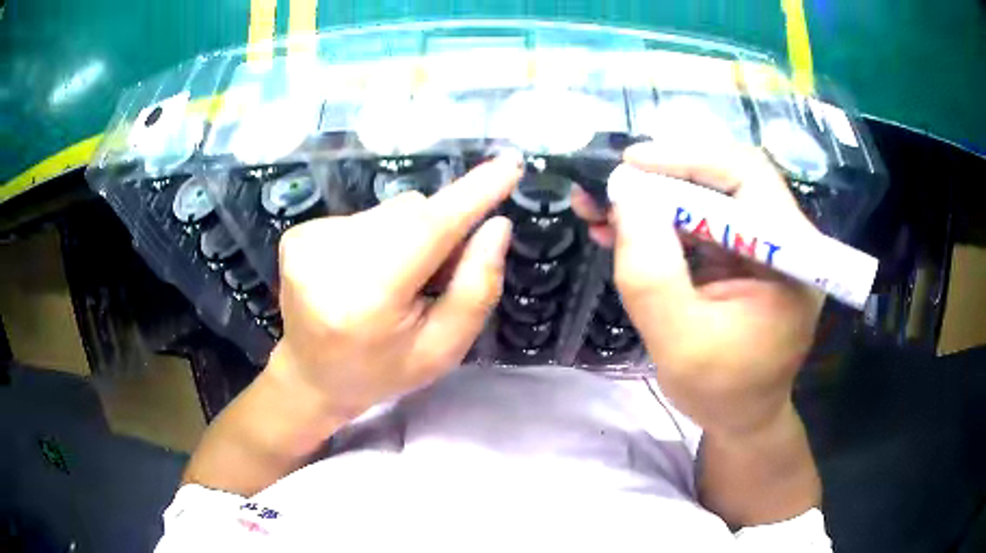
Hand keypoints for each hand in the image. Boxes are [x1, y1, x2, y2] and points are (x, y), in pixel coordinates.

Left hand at [269, 157, 522, 418]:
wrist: (311, 376)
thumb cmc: (381, 371)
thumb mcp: (442, 350)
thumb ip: (475, 289)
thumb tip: (497, 226)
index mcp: (365, 300)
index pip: (428, 231)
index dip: (472, 195)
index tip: (510, 165)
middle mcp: (328, 260)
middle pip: (411, 214)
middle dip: (437, 233)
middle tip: (432, 278)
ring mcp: (306, 242)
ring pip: (390, 211)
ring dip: (407, 236)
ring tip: (393, 281)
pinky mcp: (298, 233)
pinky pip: (364, 216)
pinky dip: (378, 237)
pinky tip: (364, 274)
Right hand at [572, 142, 823, 436]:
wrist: (742, 416)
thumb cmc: (720, 391)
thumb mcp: (680, 344)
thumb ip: (652, 275)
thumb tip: (625, 195)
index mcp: (792, 256)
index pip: (748, 177)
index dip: (688, 159)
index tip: (629, 164)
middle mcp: (785, 237)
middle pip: (726, 177)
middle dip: (663, 177)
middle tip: (609, 186)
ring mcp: (764, 242)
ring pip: (708, 194)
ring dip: (654, 197)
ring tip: (602, 208)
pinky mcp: (743, 251)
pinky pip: (700, 219)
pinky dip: (660, 220)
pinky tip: (622, 229)